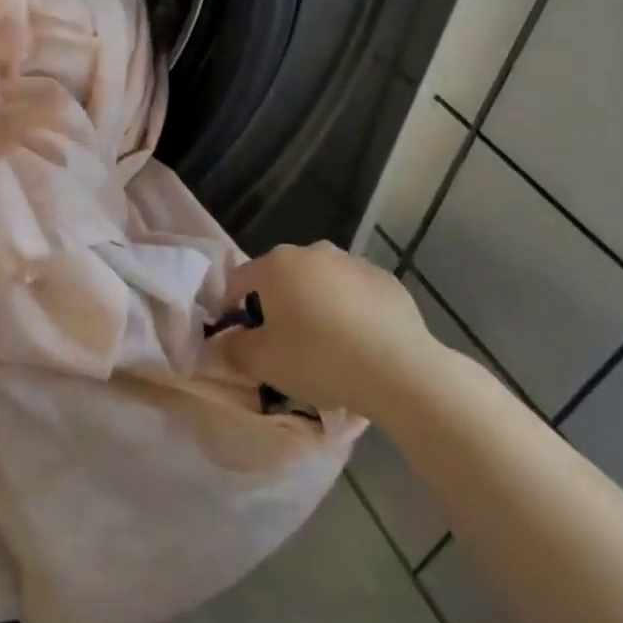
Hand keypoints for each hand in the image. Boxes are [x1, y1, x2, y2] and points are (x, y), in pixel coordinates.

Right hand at [219, 242, 438, 416]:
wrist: (399, 370)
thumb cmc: (318, 359)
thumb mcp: (263, 362)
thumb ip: (233, 349)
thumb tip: (223, 342)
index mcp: (276, 265)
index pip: (239, 280)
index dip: (231, 307)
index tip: (237, 336)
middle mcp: (312, 252)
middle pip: (281, 277)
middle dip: (276, 304)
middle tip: (281, 341)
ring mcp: (353, 262)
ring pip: (320, 282)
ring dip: (314, 304)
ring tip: (324, 343)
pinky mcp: (386, 279)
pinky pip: (354, 293)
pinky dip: (349, 310)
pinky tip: (358, 342)